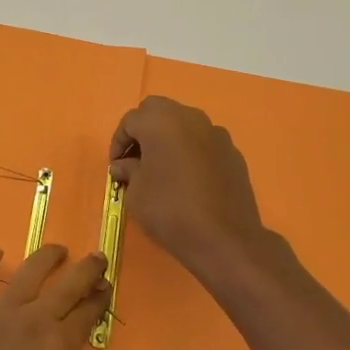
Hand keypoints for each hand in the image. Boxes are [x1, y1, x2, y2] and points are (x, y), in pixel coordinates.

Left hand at [0, 244, 108, 349]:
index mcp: (59, 347)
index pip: (88, 314)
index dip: (100, 299)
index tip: (107, 287)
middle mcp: (33, 320)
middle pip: (67, 285)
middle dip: (86, 269)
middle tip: (98, 258)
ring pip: (28, 272)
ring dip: (47, 257)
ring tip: (59, 250)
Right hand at [110, 96, 267, 273]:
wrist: (224, 238)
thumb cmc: (170, 211)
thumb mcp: (136, 193)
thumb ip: (128, 171)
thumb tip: (124, 165)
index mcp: (160, 122)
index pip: (130, 120)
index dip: (118, 142)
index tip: (116, 166)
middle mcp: (189, 118)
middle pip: (158, 110)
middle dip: (143, 129)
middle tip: (137, 158)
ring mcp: (215, 133)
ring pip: (184, 123)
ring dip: (169, 137)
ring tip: (162, 167)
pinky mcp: (233, 152)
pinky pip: (203, 142)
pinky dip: (191, 150)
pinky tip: (188, 178)